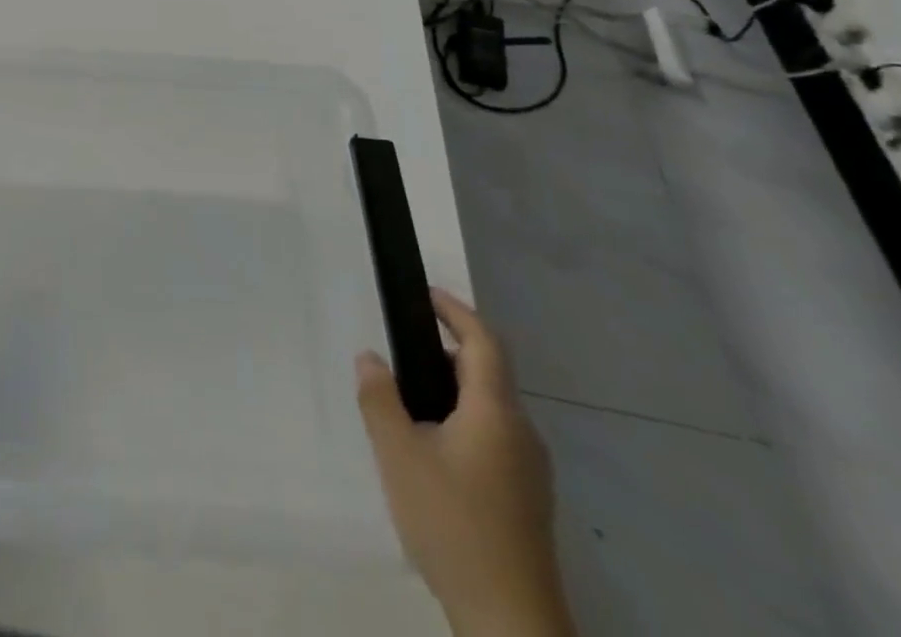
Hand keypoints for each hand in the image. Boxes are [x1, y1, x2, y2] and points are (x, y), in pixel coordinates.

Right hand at [356, 290, 574, 636]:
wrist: (511, 623)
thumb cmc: (453, 524)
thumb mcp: (399, 455)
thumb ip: (379, 399)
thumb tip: (370, 358)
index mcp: (496, 412)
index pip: (484, 342)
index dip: (456, 311)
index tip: (426, 295)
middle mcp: (521, 433)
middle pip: (487, 374)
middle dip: (446, 353)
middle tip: (402, 351)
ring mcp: (530, 471)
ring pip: (490, 410)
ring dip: (453, 391)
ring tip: (408, 402)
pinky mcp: (527, 501)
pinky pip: (494, 439)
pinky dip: (463, 423)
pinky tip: (433, 452)